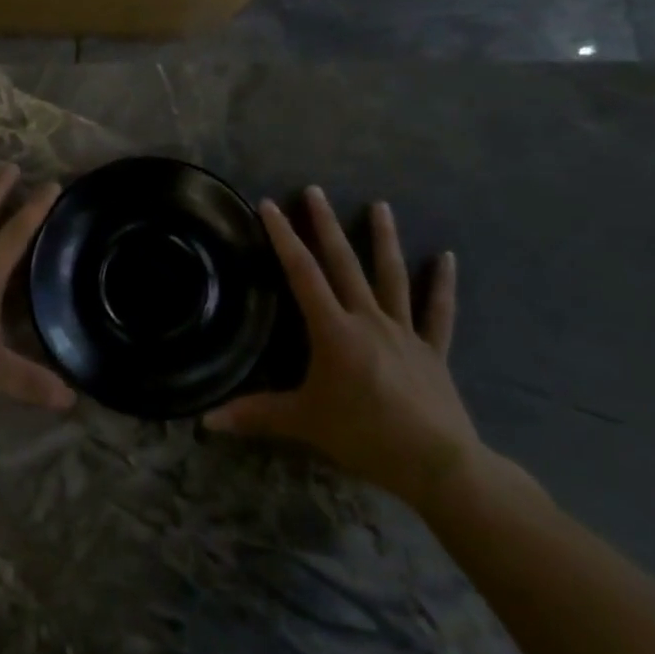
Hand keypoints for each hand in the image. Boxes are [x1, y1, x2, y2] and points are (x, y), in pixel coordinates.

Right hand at [204, 190, 478, 512]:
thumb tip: (206, 421)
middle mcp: (368, 319)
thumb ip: (256, 416)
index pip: (303, 273)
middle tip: (315, 191)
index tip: (270, 206)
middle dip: (326, 225)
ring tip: (380, 205)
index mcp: (334, 330)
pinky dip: (443, 285)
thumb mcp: (305, 423)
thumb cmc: (365, 436)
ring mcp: (404, 331)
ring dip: (384, 239)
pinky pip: (438, 312)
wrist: (437, 463)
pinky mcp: (432, 350)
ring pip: (392, 276)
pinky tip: (448, 258)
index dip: (284, 238)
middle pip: (344, 263)